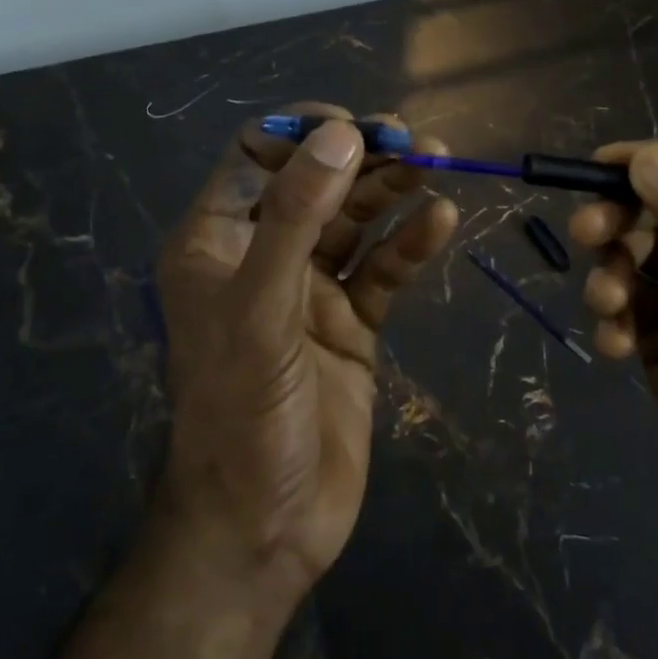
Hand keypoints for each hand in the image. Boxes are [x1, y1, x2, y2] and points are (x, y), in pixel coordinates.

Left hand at [152, 103, 458, 600]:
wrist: (265, 530)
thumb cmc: (241, 413)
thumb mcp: (259, 309)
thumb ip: (295, 218)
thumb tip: (341, 136)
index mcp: (217, 239)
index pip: (256, 154)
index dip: (303, 133)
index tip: (354, 128)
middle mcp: (262, 253)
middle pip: (316, 181)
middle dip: (363, 156)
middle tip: (416, 139)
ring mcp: (309, 288)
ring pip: (354, 220)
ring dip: (393, 190)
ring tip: (438, 163)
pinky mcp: (349, 323)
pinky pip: (382, 270)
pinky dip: (409, 245)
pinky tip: (439, 222)